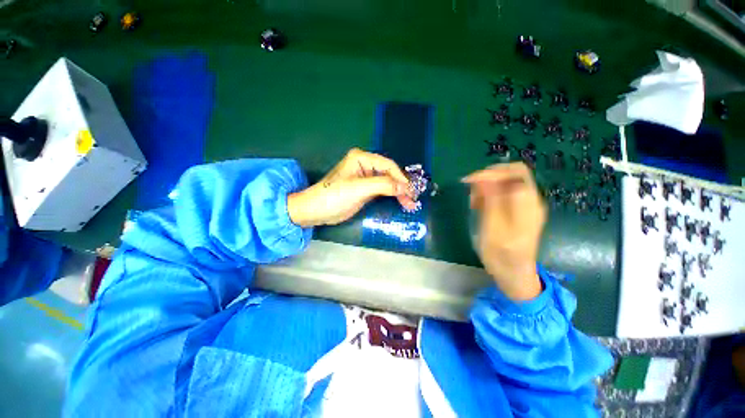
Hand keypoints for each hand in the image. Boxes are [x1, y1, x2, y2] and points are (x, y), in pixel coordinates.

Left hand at [287, 148, 416, 226]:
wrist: (316, 211)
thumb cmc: (334, 196)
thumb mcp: (359, 189)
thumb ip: (383, 185)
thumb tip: (405, 187)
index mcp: (362, 158)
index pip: (388, 166)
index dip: (401, 178)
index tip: (411, 192)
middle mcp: (365, 165)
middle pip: (389, 174)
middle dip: (401, 187)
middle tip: (413, 201)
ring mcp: (365, 178)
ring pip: (387, 183)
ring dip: (399, 193)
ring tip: (410, 204)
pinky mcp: (365, 190)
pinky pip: (382, 191)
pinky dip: (391, 197)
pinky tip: (400, 203)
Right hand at [463, 162, 546, 300]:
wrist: (514, 273)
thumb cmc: (501, 254)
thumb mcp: (492, 228)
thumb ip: (490, 201)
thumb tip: (483, 178)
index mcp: (528, 203)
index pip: (514, 172)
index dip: (490, 172)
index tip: (468, 182)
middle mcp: (531, 200)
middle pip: (513, 172)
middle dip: (489, 176)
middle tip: (472, 190)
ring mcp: (526, 204)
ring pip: (507, 181)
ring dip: (488, 186)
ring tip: (474, 203)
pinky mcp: (519, 210)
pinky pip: (505, 192)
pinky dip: (490, 194)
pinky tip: (480, 206)